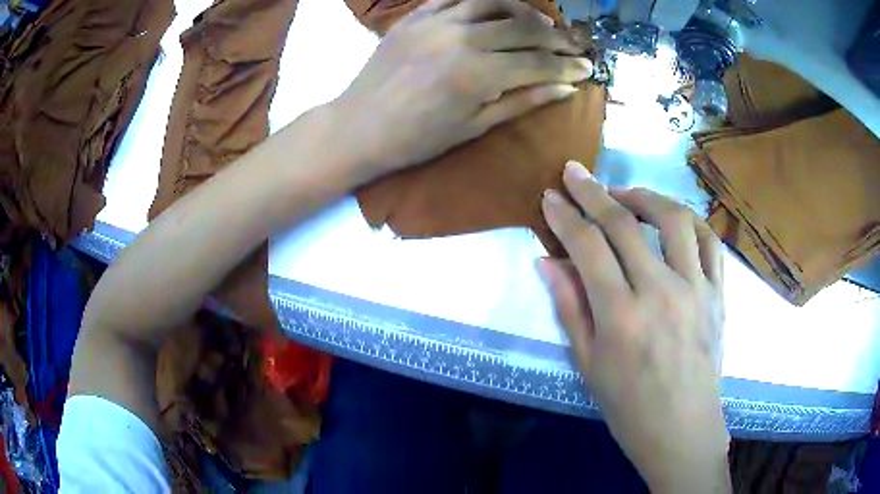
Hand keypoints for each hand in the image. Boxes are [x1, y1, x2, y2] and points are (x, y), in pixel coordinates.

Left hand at [332, 0, 592, 182]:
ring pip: (494, 3)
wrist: (359, 126)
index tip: (587, 67)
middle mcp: (462, 38)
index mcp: (478, 74)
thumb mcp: (475, 126)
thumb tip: (566, 88)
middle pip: (524, 28)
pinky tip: (498, 7)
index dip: (567, 65)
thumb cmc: (417, 138)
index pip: (538, 62)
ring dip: (524, 10)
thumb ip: (523, 101)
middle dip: (556, 37)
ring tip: (541, 22)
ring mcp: (436, 22)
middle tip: (574, 44)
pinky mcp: (416, 16)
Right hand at [538, 161, 730, 493]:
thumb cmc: (629, 407)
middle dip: (593, 192)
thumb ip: (570, 307)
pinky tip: (674, 217)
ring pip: (674, 219)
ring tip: (625, 193)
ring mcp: (696, 289)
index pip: (588, 247)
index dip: (565, 216)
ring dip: (644, 195)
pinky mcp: (718, 294)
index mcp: (621, 316)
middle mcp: (660, 292)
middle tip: (575, 172)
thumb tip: (547, 261)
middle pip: (624, 223)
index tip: (551, 195)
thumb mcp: (588, 364)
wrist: (682, 429)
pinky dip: (691, 219)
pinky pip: (710, 241)